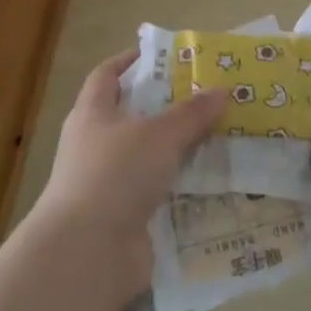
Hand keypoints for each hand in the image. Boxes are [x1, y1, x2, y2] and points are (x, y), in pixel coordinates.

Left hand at [33, 50, 227, 310]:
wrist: (87, 255)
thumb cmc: (115, 175)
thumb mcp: (160, 135)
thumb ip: (192, 113)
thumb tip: (223, 90)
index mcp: (93, 114)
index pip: (107, 75)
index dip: (131, 61)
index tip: (164, 55)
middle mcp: (96, 145)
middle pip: (133, 116)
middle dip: (169, 107)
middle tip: (209, 96)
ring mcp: (109, 184)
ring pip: (150, 156)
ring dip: (180, 149)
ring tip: (222, 136)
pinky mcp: (125, 218)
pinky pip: (159, 192)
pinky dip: (182, 187)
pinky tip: (214, 181)